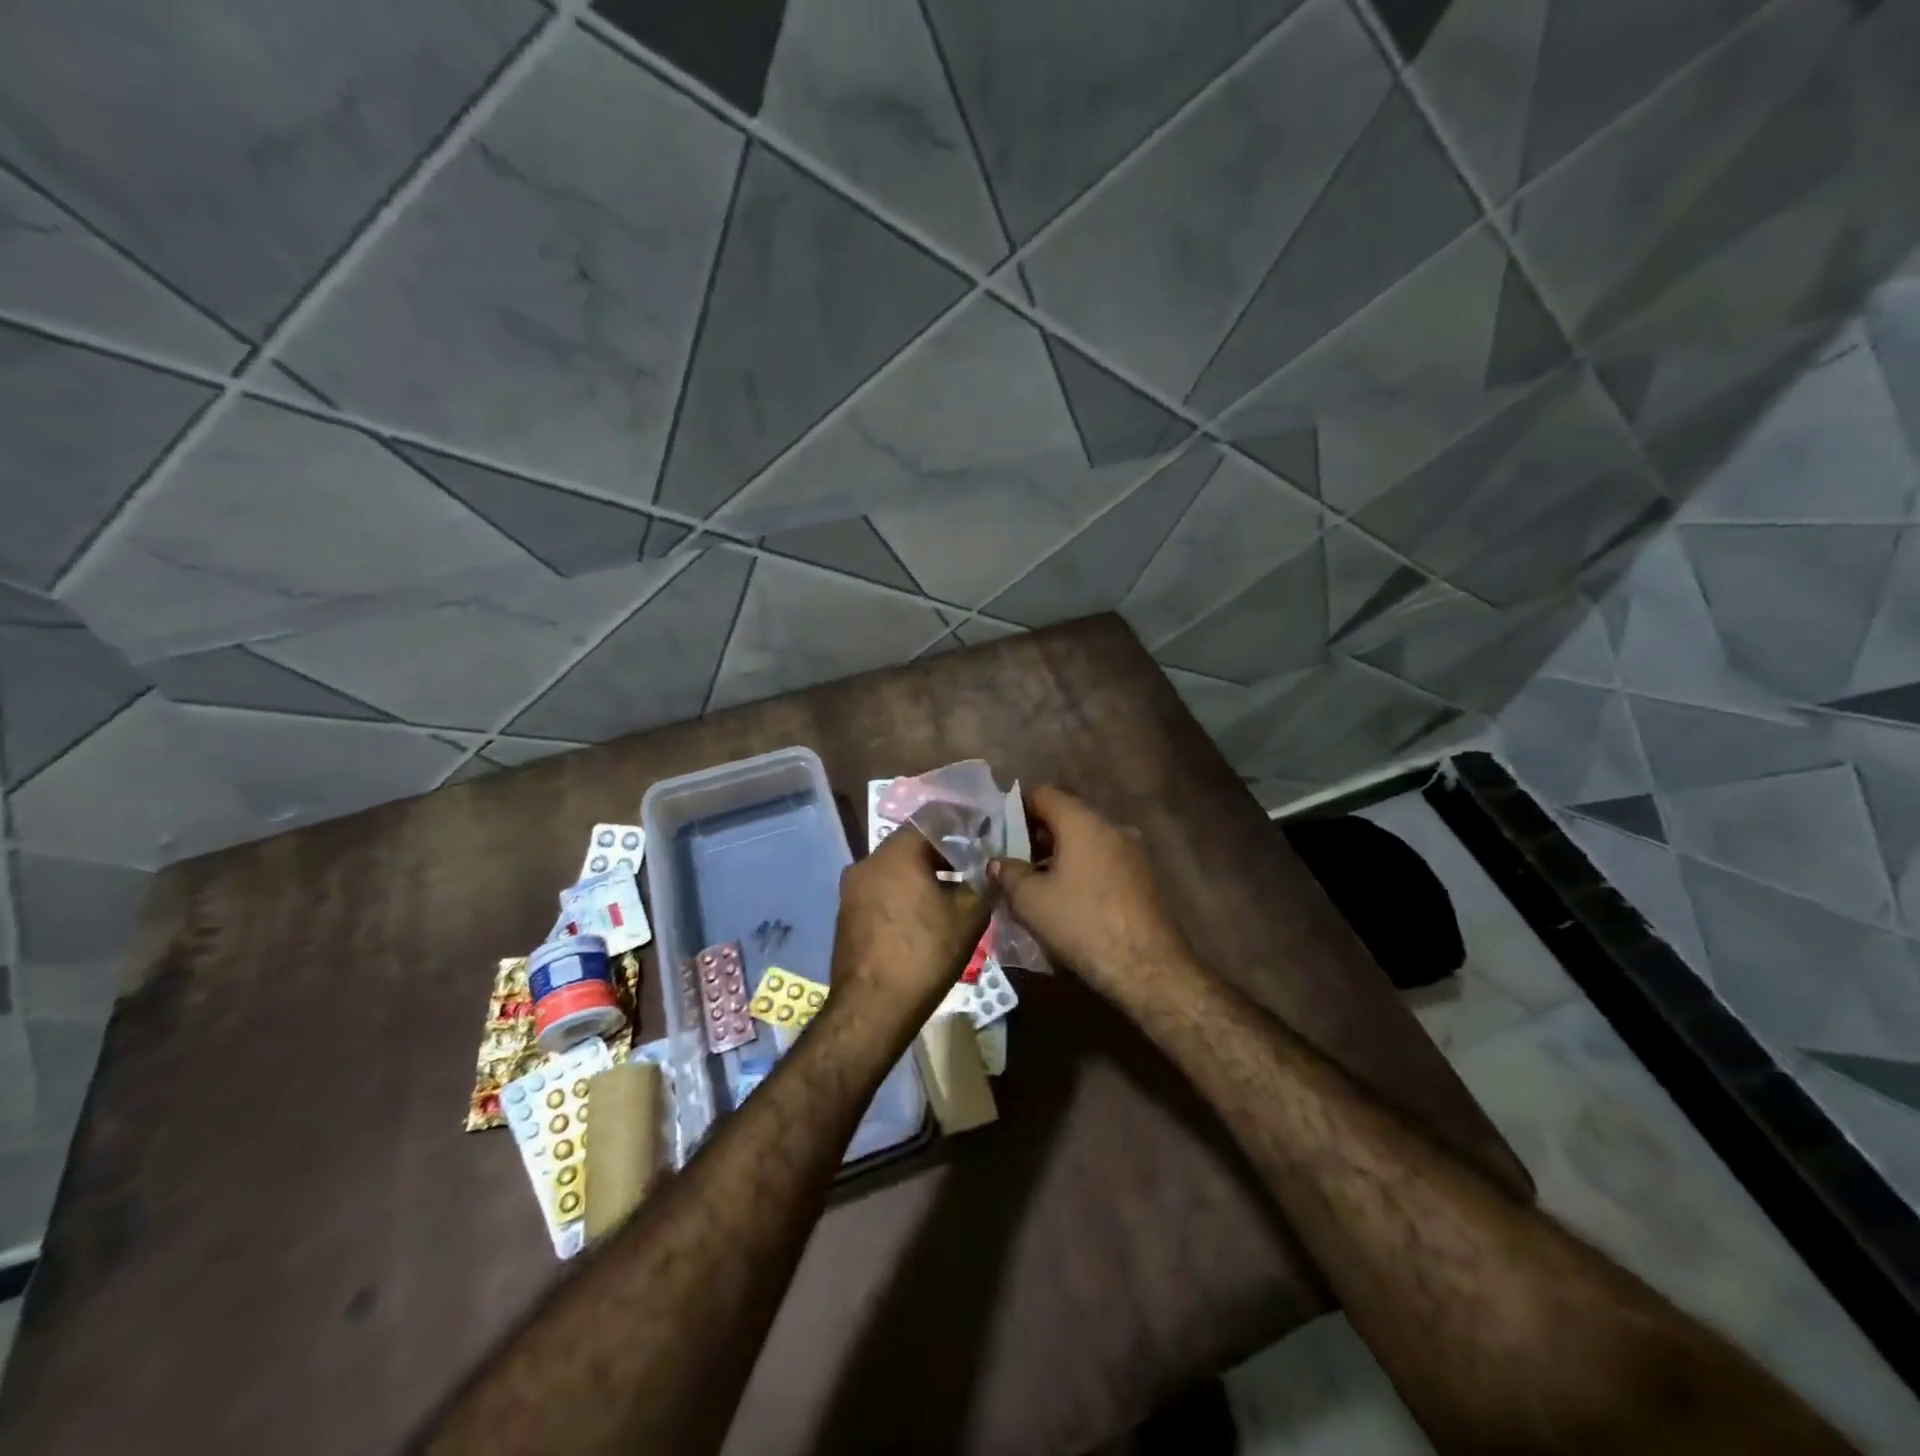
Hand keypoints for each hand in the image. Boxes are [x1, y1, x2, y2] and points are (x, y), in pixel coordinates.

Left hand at [830, 828, 989, 1024]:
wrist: (872, 1008)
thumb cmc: (925, 953)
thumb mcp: (969, 916)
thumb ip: (982, 883)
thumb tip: (986, 870)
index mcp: (896, 853)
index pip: (931, 820)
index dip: (960, 824)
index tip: (981, 833)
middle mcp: (867, 862)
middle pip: (910, 844)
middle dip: (942, 851)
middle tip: (970, 865)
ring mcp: (852, 890)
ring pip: (894, 868)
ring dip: (922, 873)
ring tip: (951, 891)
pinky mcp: (847, 914)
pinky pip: (881, 890)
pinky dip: (904, 892)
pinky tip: (924, 914)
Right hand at [988, 786, 1193, 1001]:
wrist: (1146, 966)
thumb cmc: (1081, 922)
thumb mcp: (1030, 900)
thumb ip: (1008, 873)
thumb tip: (997, 862)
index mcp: (1082, 821)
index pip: (1043, 795)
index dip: (1016, 809)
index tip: (998, 832)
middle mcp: (1111, 826)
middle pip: (1066, 817)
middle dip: (1036, 836)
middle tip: (1012, 861)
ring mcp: (1132, 851)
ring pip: (1085, 841)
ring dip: (1059, 856)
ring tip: (1036, 884)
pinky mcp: (1143, 877)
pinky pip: (1102, 861)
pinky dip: (1081, 870)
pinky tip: (1067, 899)